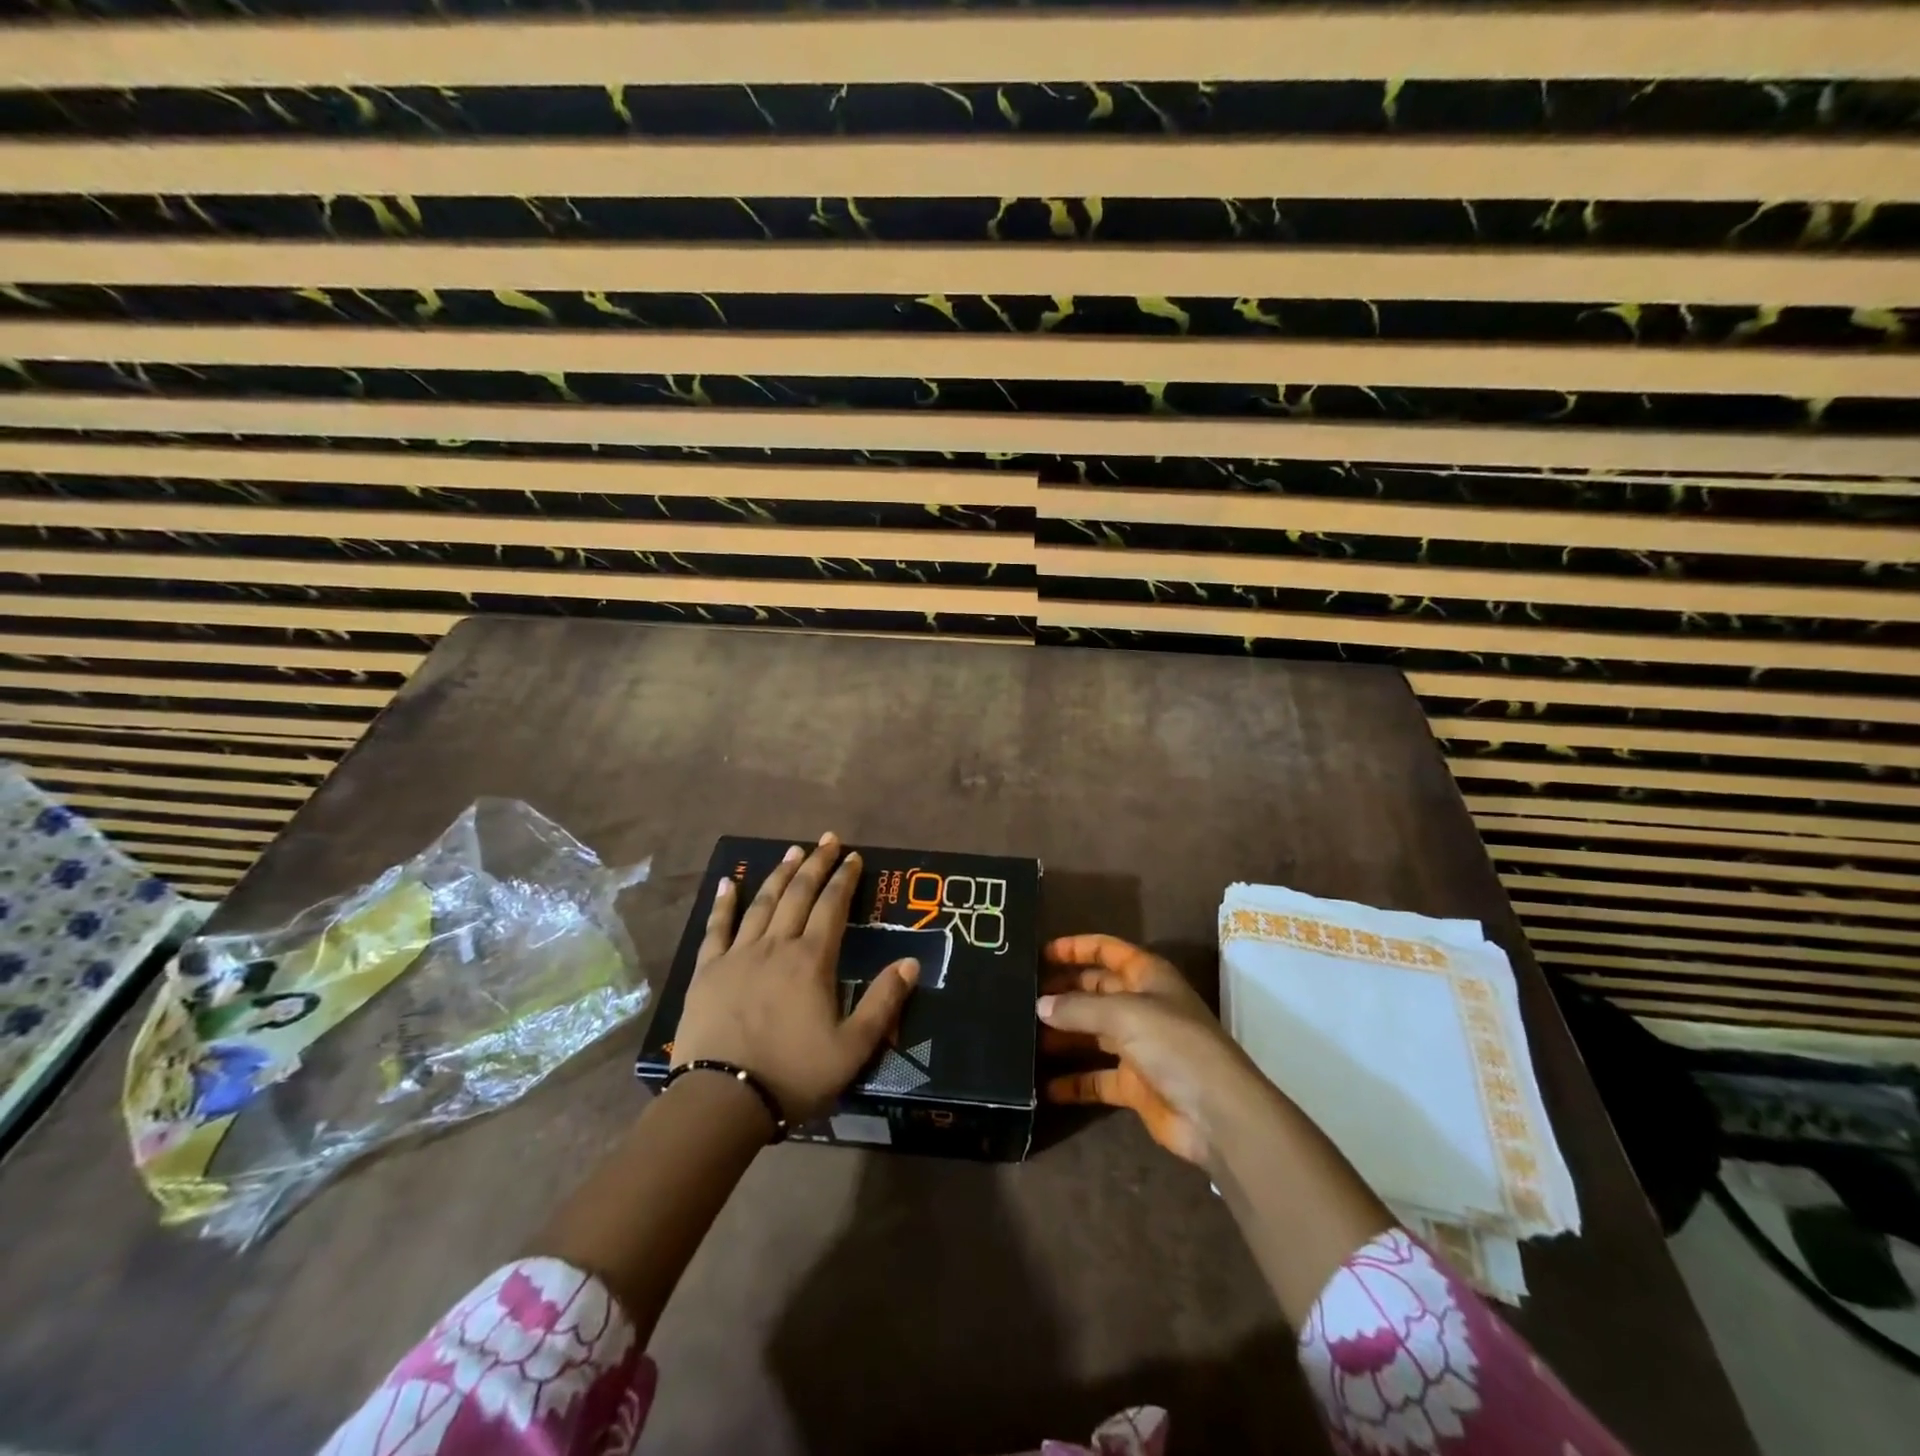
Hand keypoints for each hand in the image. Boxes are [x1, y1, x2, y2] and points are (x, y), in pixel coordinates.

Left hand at [672, 832, 919, 1122]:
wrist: (723, 1100)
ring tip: (792, 851)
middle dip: (816, 864)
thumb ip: (883, 1002)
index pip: (832, 907)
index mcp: (811, 960)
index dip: (844, 879)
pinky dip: (723, 903)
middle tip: (827, 840)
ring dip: (779, 874)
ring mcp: (738, 955)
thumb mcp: (853, 1047)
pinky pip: (717, 928)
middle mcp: (776, 946)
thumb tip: (912, 962)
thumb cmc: (794, 1074)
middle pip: (798, 894)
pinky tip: (728, 883)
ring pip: (762, 903)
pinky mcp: (708, 972)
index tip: (854, 856)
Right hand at [1039, 934, 1270, 1166]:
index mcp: (1148, 977)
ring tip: (1023, 1038)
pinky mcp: (1134, 1085)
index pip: (1108, 951)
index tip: (1040, 954)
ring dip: (1062, 1036)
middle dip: (1063, 993)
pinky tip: (1043, 1085)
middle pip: (1095, 991)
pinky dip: (1072, 1082)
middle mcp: (1142, 1006)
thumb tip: (1040, 1005)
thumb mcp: (1124, 1014)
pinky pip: (1095, 1078)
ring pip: (1091, 1034)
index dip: (1077, 948)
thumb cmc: (1174, 1045)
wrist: (1217, 1114)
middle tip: (1021, 997)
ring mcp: (1138, 1047)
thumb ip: (1078, 1008)